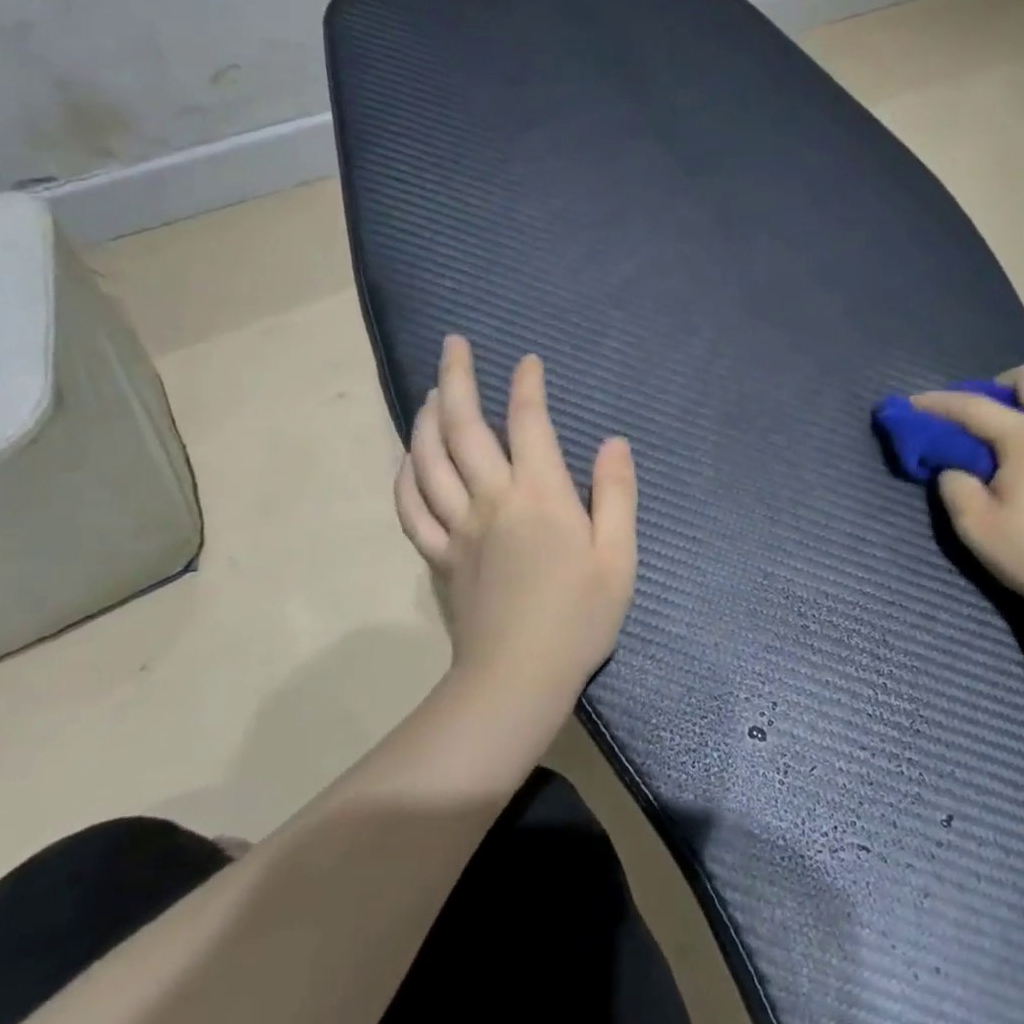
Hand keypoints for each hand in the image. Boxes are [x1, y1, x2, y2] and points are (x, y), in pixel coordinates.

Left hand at [394, 335, 637, 704]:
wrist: (517, 679)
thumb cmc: (579, 619)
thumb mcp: (618, 558)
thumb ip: (617, 496)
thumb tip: (612, 443)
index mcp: (540, 496)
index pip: (529, 423)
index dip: (528, 386)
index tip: (527, 361)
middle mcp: (491, 500)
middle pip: (463, 428)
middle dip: (458, 378)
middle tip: (453, 344)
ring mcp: (457, 528)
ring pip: (429, 459)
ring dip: (427, 417)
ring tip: (433, 391)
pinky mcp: (438, 556)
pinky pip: (412, 507)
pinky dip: (405, 475)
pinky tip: (408, 459)